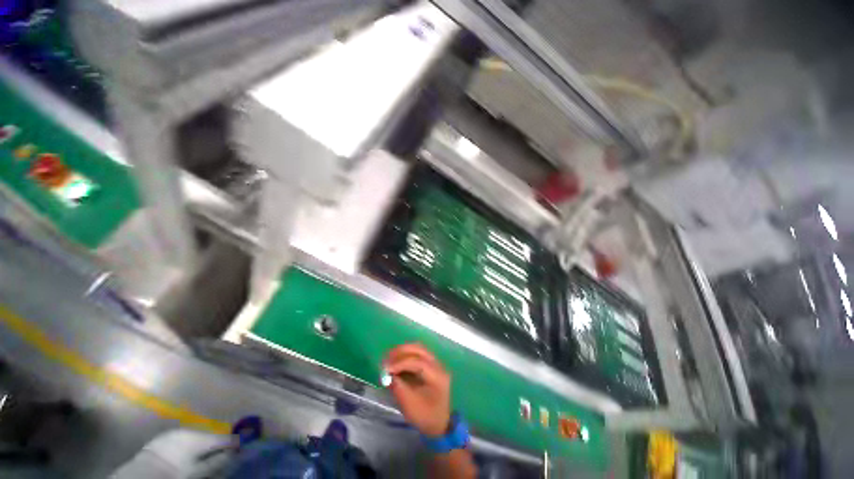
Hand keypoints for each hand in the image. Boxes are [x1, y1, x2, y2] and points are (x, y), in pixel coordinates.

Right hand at [384, 344, 450, 436]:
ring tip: (389, 358)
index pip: (418, 362)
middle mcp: (438, 365)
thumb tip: (388, 374)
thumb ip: (399, 388)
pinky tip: (396, 360)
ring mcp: (435, 363)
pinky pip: (418, 353)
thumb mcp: (410, 406)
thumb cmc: (426, 417)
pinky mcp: (431, 365)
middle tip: (386, 358)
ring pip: (418, 349)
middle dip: (401, 352)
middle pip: (419, 349)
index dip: (401, 363)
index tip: (386, 369)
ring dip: (403, 351)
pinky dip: (406, 354)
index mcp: (437, 376)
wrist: (440, 423)